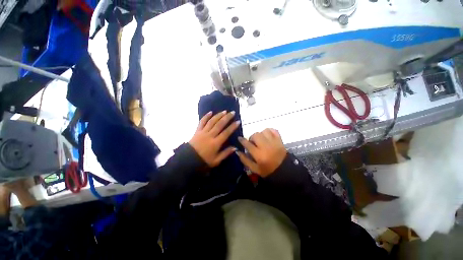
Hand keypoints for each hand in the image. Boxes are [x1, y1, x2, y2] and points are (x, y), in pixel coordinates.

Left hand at [189, 111, 240, 166]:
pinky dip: (206, 116)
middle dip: (227, 117)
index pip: (226, 133)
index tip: (238, 121)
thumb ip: (226, 153)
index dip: (233, 127)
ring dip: (218, 115)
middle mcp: (210, 135)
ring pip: (212, 121)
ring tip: (224, 111)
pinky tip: (210, 112)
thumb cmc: (203, 161)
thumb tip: (235, 148)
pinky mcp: (197, 131)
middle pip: (220, 124)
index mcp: (216, 143)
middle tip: (233, 112)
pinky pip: (202, 122)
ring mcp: (203, 132)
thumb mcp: (216, 160)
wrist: (188, 160)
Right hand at [236, 129, 286, 177]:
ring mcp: (274, 142)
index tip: (239, 138)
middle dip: (252, 137)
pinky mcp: (279, 140)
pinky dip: (269, 131)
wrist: (284, 171)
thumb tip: (237, 151)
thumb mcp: (254, 169)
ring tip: (260, 139)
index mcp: (259, 154)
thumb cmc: (268, 171)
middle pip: (255, 135)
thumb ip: (245, 160)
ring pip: (264, 131)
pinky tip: (267, 136)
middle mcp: (266, 146)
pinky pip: (273, 130)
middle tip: (253, 142)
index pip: (248, 144)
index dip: (242, 140)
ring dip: (260, 134)